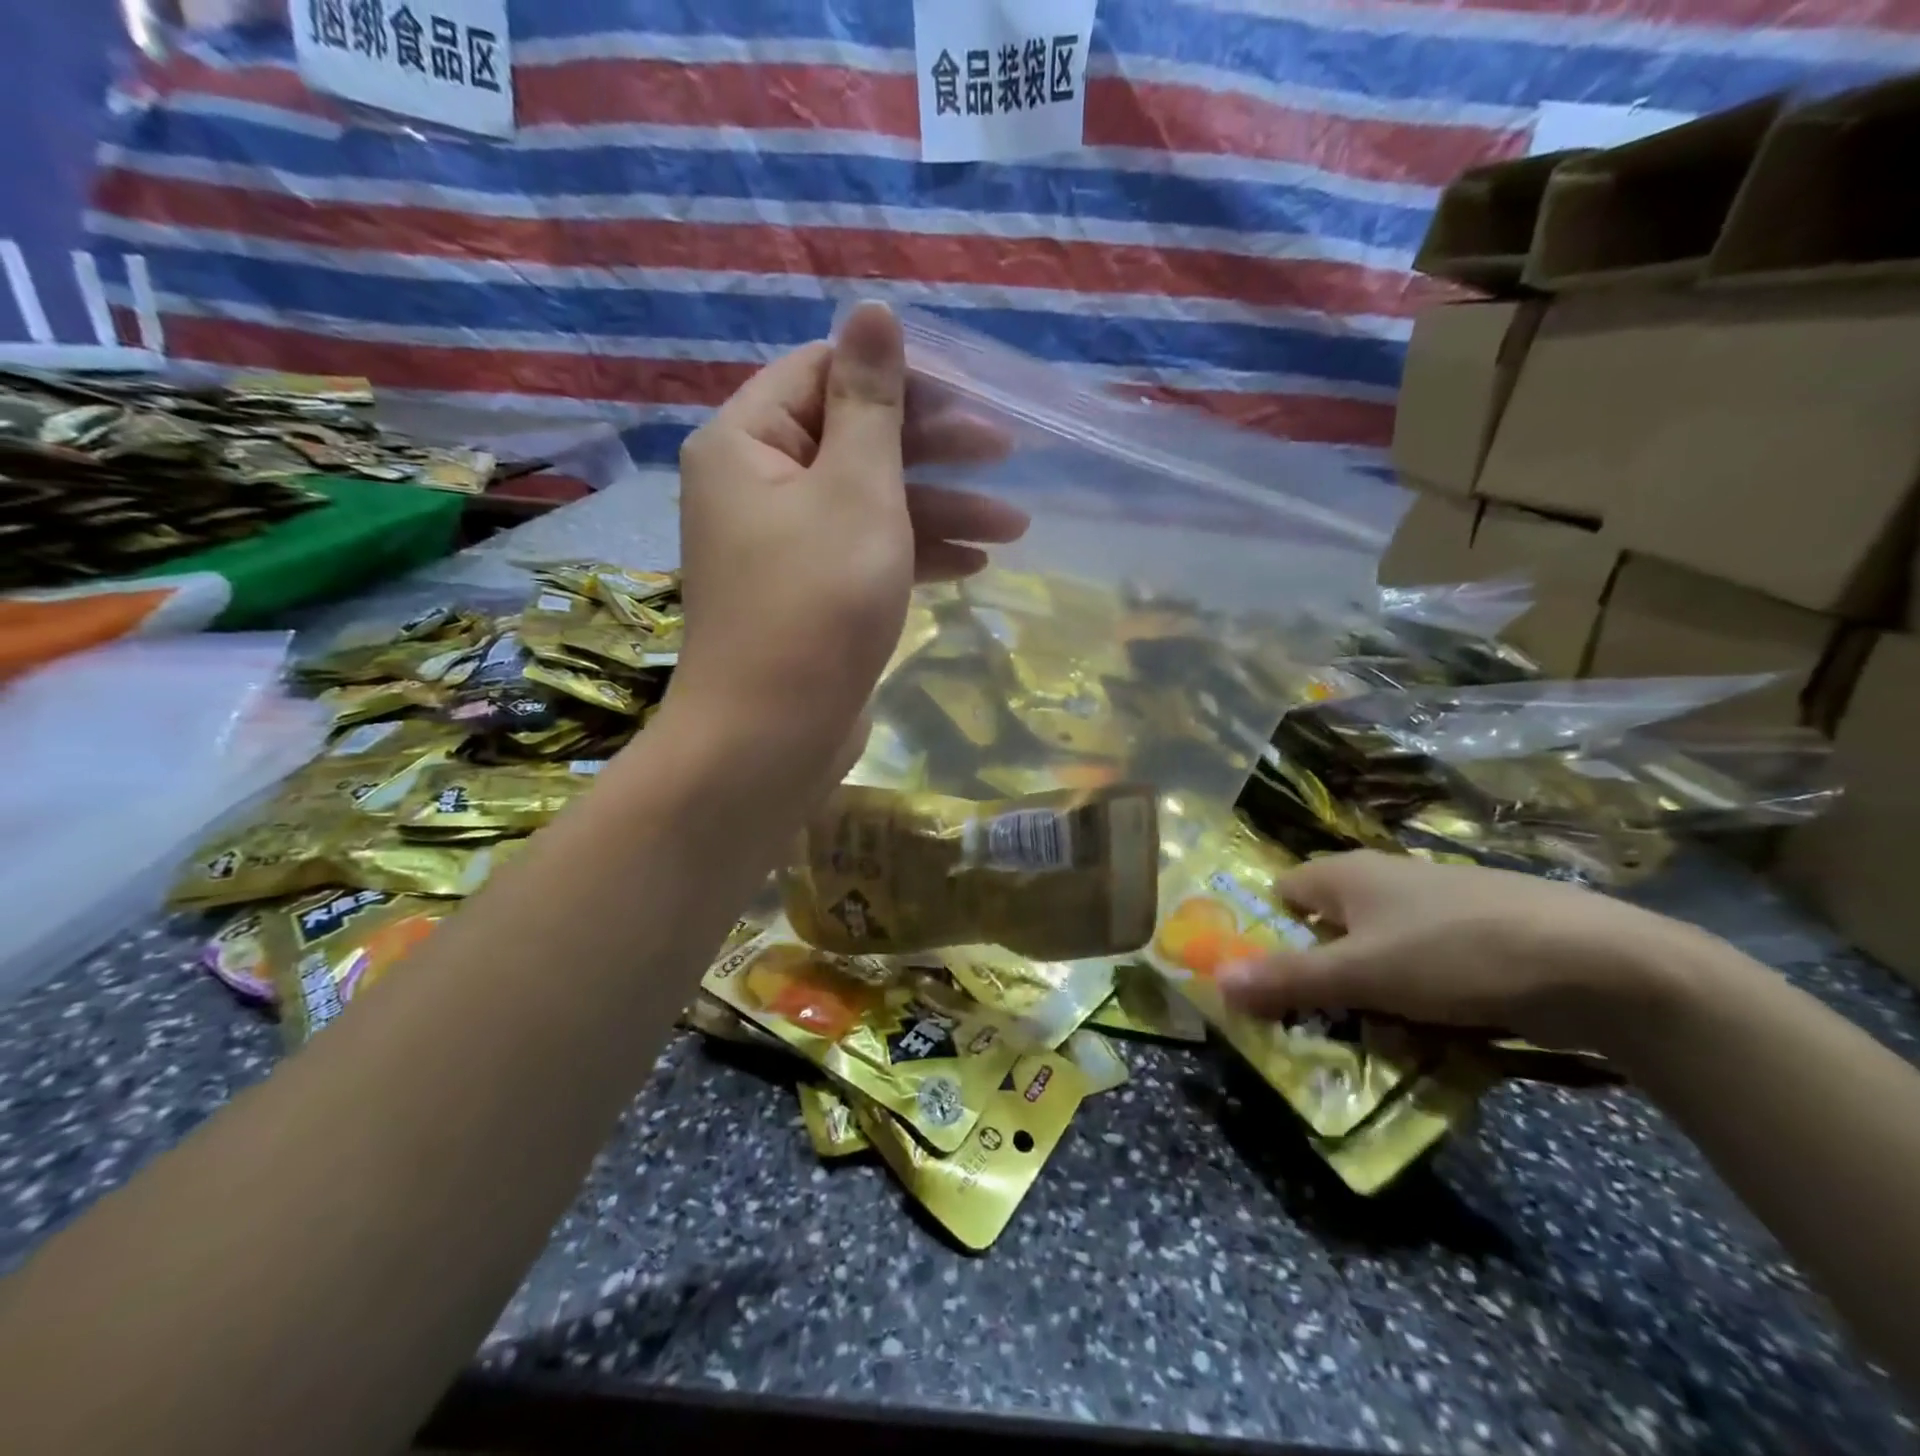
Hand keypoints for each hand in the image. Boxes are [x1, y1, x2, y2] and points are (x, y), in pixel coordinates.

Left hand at [668, 303, 1026, 779]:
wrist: (773, 736)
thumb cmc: (817, 602)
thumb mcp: (857, 488)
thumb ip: (870, 400)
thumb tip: (871, 308)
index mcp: (747, 441)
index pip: (825, 373)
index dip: (902, 379)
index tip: (970, 398)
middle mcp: (756, 485)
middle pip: (854, 440)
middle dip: (933, 449)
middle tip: (1006, 455)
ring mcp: (782, 546)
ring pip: (868, 504)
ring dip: (939, 509)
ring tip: (1013, 527)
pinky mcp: (809, 596)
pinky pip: (865, 554)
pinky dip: (915, 554)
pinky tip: (973, 565)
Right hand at [1217, 850, 1705, 1050]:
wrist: (1602, 965)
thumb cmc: (1456, 955)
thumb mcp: (1362, 974)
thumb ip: (1289, 978)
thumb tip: (1215, 982)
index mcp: (1348, 874)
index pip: (1283, 892)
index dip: (1266, 930)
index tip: (1263, 980)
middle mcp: (1387, 879)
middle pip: (1330, 925)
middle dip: (1318, 972)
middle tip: (1311, 1022)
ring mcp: (1438, 906)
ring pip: (1380, 950)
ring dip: (1369, 991)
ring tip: (1371, 1038)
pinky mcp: (1482, 936)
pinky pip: (1426, 966)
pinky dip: (1418, 996)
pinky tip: (1433, 1032)